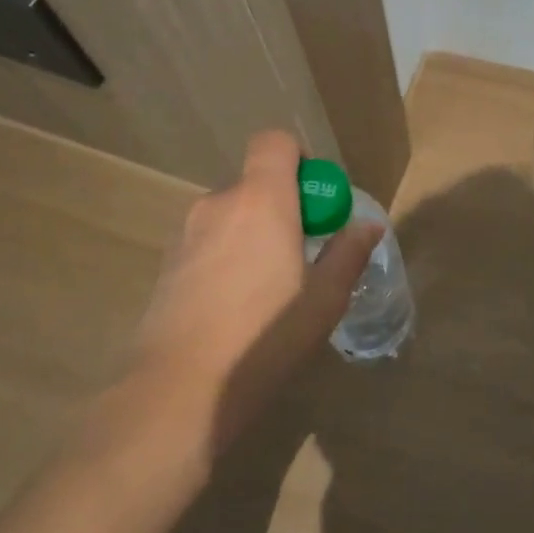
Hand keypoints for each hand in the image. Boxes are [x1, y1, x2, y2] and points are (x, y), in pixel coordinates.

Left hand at [128, 130, 381, 447]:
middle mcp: (218, 204)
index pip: (274, 142)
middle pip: (255, 183)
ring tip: (270, 287)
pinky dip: (228, 255)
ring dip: (255, 233)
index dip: (300, 159)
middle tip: (303, 253)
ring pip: (232, 215)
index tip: (317, 201)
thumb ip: (347, 254)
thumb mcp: (323, 300)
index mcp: (261, 201)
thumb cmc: (263, 338)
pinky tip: (236, 306)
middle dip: (283, 207)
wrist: (178, 390)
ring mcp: (186, 234)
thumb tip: (367, 226)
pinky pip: (209, 242)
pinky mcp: (167, 264)